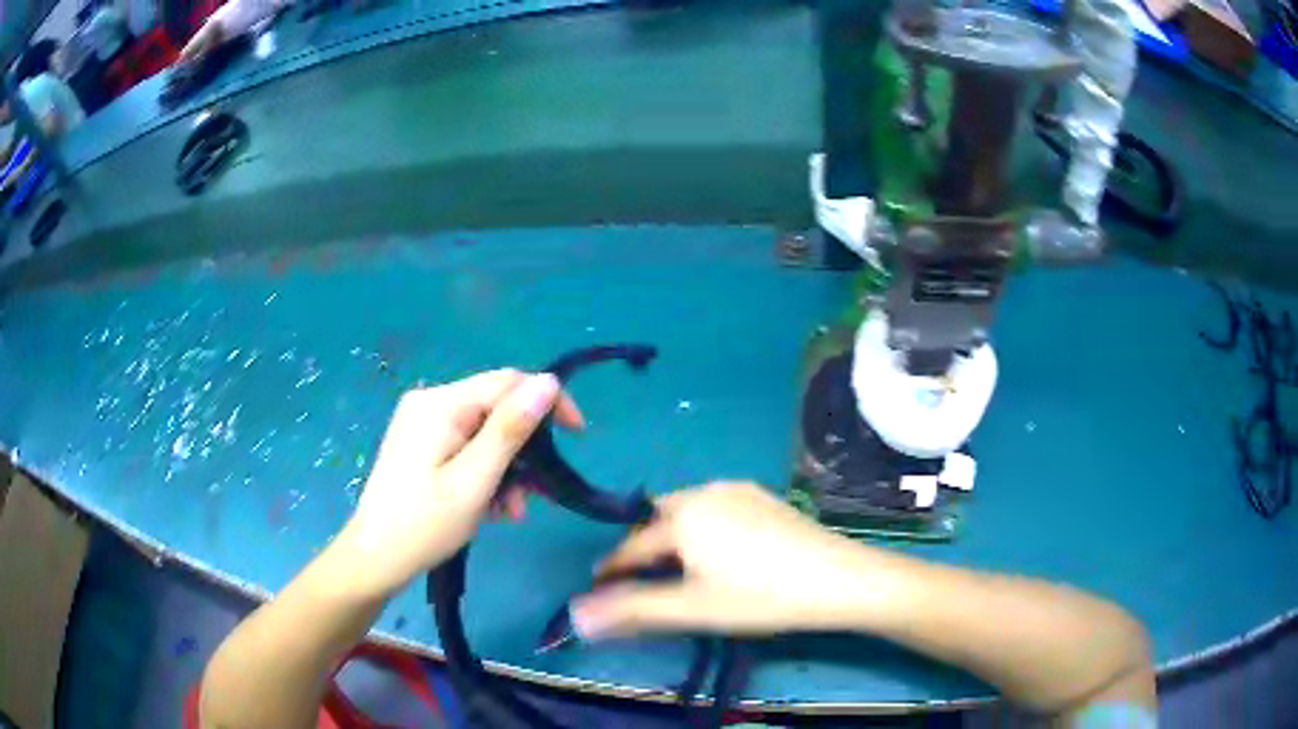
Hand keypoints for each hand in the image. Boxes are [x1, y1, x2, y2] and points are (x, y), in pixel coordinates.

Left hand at [338, 369, 583, 596]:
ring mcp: (423, 423)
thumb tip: (549, 381)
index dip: (549, 402)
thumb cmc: (424, 524)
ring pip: (484, 432)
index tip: (578, 437)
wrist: (375, 558)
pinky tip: (490, 507)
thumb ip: (510, 430)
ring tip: (511, 512)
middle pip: (496, 408)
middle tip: (536, 495)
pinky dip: (485, 472)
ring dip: (507, 468)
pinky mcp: (421, 443)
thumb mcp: (474, 481)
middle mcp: (431, 402)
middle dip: (524, 449)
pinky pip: (466, 446)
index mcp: (441, 404)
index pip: (509, 381)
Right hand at [570, 482, 888, 639]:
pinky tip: (721, 550)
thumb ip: (633, 610)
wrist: (838, 578)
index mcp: (682, 517)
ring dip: (672, 533)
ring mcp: (739, 489)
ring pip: (688, 509)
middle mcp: (705, 492)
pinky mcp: (764, 496)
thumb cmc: (761, 597)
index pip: (631, 546)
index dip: (611, 568)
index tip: (598, 586)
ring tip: (676, 565)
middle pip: (657, 518)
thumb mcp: (693, 609)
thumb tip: (577, 614)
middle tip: (639, 576)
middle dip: (642, 545)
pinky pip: (716, 505)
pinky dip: (702, 525)